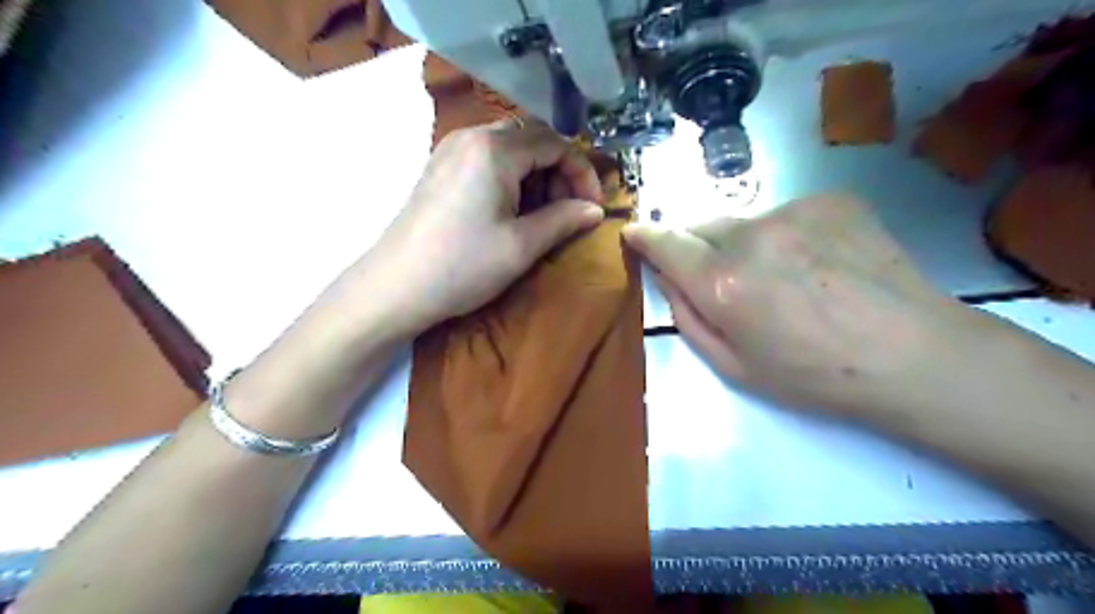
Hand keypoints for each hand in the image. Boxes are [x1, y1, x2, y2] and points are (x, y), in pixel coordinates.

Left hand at [354, 118, 601, 337]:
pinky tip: (511, 211)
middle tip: (568, 210)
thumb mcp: (522, 245)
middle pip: (533, 139)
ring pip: (510, 148)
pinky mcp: (439, 169)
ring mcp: (450, 150)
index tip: (593, 207)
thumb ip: (564, 220)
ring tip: (542, 214)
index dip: (582, 172)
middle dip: (559, 172)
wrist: (395, 287)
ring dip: (536, 175)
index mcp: (494, 148)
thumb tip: (595, 210)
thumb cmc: (463, 265)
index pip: (555, 143)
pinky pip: (487, 160)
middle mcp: (471, 136)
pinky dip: (511, 179)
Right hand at [623, 195, 965, 418]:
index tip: (633, 231)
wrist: (913, 355)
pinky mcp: (831, 199)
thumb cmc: (814, 376)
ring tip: (786, 278)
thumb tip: (669, 279)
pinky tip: (820, 264)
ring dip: (746, 244)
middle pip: (702, 226)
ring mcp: (794, 211)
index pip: (667, 244)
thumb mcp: (734, 367)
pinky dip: (787, 235)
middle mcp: (751, 236)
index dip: (645, 237)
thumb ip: (688, 317)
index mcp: (723, 283)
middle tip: (726, 279)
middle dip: (699, 247)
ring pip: (745, 222)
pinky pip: (787, 214)